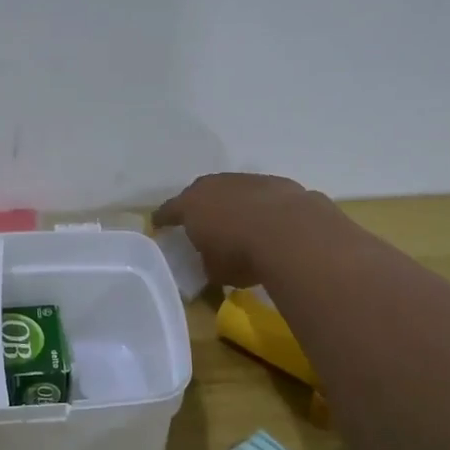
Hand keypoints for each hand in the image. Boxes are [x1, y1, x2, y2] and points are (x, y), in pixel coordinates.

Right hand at [152, 173, 324, 286]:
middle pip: (199, 193)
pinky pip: (259, 195)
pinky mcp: (275, 183)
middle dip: (199, 207)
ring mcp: (246, 180)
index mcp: (190, 205)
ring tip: (238, 223)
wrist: (292, 233)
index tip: (158, 225)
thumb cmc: (241, 254)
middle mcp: (214, 185)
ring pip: (231, 190)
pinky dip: (259, 207)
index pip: (168, 211)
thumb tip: (211, 261)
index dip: (163, 219)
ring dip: (232, 204)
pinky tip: (268, 223)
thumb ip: (207, 262)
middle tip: (200, 223)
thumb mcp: (215, 270)